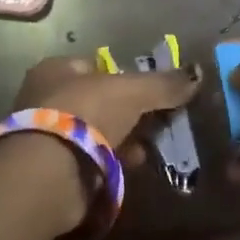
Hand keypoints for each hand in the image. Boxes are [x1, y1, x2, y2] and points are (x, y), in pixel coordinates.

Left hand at [11, 55, 199, 156]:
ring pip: (93, 132)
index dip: (124, 77)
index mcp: (55, 68)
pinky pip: (88, 159)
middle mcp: (44, 97)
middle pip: (96, 100)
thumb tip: (196, 75)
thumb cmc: (86, 114)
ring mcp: (44, 134)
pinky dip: (110, 162)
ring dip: (120, 140)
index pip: (96, 66)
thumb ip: (164, 84)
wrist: (48, 173)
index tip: (149, 94)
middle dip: (126, 114)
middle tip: (152, 124)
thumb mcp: (132, 92)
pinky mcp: (48, 169)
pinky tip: (130, 168)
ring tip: (145, 151)